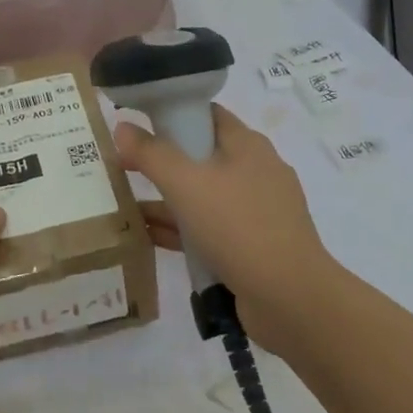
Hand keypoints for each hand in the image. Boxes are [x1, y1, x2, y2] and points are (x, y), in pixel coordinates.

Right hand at [116, 106, 338, 356]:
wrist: (290, 299)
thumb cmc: (237, 227)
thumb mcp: (186, 184)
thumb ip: (151, 154)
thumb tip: (122, 127)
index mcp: (247, 145)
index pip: (205, 114)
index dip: (170, 113)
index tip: (135, 124)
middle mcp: (255, 171)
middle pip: (200, 155)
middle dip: (161, 161)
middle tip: (121, 167)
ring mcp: (256, 211)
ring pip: (202, 195)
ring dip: (166, 199)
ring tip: (123, 204)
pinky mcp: (253, 245)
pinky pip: (209, 227)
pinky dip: (181, 229)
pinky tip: (148, 237)